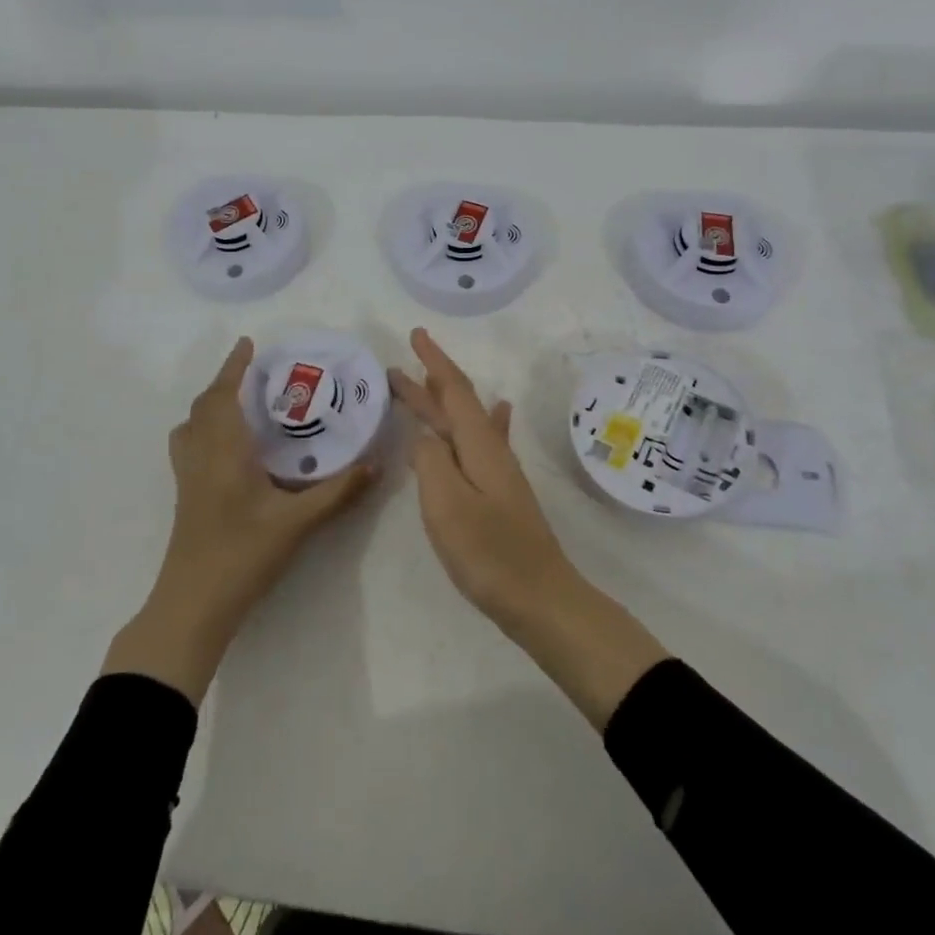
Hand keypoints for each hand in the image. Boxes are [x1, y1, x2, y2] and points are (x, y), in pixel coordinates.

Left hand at [105, 337, 375, 702]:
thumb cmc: (243, 555)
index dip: (234, 366)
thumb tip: (375, 464)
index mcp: (224, 450)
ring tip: (240, 404)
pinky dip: (204, 429)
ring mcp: (187, 477)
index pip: (224, 395)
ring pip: (191, 425)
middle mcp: (200, 455)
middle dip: (226, 382)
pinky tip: (228, 449)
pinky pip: (189, 446)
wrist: (193, 604)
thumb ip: (337, 492)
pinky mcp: (184, 496)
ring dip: (212, 405)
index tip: (248, 343)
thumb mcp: (297, 523)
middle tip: (255, 373)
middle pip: (204, 405)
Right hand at [389, 327, 579, 630]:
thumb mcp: (446, 504)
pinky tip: (495, 413)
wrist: (541, 599)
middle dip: (427, 384)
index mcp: (478, 446)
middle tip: (393, 369)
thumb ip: (431, 461)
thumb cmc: (489, 552)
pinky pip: (479, 443)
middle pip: (456, 406)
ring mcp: (498, 472)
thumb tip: (424, 437)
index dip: (433, 362)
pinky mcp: (499, 493)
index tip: (415, 334)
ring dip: (442, 404)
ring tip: (425, 384)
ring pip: (465, 424)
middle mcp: (491, 450)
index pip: (454, 391)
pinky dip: (480, 422)